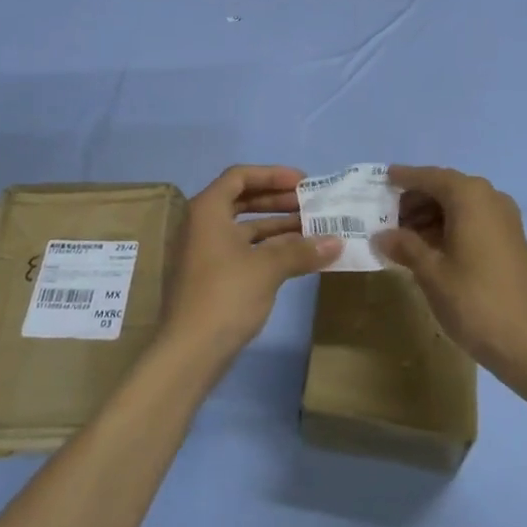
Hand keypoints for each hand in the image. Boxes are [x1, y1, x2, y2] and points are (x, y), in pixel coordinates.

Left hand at [160, 165, 340, 361]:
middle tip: (311, 205)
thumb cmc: (225, 295)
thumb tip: (337, 242)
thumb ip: (302, 250)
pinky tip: (297, 256)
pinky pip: (244, 249)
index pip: (240, 176)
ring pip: (245, 227)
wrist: (189, 352)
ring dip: (277, 226)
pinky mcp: (212, 276)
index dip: (273, 174)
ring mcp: (206, 251)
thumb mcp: (267, 268)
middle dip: (278, 200)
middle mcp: (203, 224)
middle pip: (243, 199)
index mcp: (208, 210)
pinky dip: (269, 248)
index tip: (303, 182)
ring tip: (313, 229)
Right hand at [373, 166, 526, 385]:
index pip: (430, 177)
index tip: (383, 178)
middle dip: (417, 199)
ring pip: (461, 204)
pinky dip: (451, 225)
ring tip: (404, 236)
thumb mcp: (430, 272)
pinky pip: (475, 219)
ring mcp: (505, 219)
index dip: (405, 178)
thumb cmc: (473, 300)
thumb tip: (381, 235)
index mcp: (470, 197)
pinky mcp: (512, 240)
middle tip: (388, 216)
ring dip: (433, 214)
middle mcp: (490, 198)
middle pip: (446, 187)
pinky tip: (431, 247)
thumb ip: (404, 246)